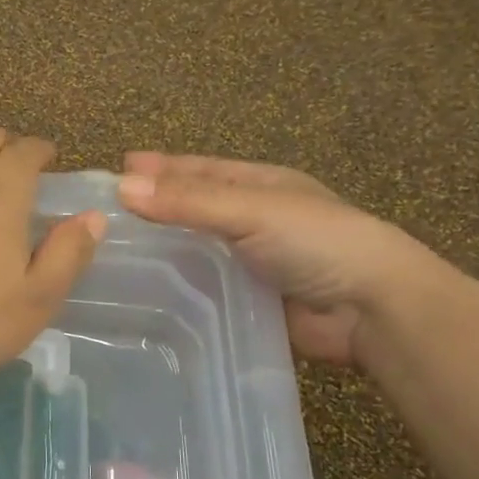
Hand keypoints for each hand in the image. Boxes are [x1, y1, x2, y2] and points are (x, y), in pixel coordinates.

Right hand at [117, 152, 438, 367]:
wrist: (372, 309)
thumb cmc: (317, 241)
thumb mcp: (252, 209)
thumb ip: (189, 201)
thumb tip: (121, 187)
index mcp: (260, 185)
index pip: (200, 171)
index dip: (161, 168)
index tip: (118, 168)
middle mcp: (254, 220)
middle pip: (194, 209)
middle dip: (155, 208)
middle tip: (106, 215)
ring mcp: (252, 263)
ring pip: (196, 252)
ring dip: (162, 252)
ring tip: (114, 256)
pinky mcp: (248, 302)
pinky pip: (204, 290)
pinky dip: (177, 289)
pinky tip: (144, 295)